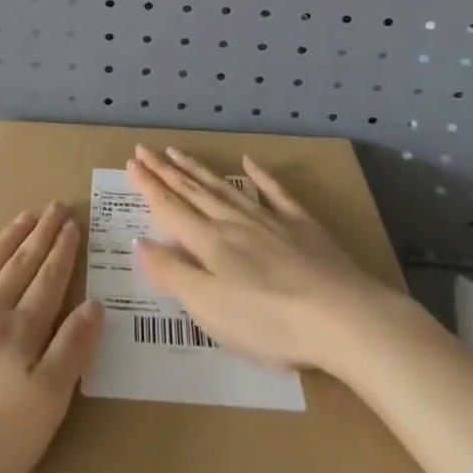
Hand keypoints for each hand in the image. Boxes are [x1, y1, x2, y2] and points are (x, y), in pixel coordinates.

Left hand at [0, 203, 103, 472]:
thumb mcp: (44, 407)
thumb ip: (71, 352)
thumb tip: (95, 305)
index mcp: (19, 331)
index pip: (48, 282)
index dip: (62, 253)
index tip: (72, 224)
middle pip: (19, 265)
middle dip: (40, 235)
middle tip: (55, 205)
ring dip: (5, 241)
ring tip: (22, 216)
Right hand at [126, 145, 403, 372]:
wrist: (342, 317)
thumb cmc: (269, 322)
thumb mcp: (210, 308)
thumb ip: (173, 274)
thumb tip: (140, 242)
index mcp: (209, 243)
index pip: (170, 209)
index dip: (148, 186)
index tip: (130, 163)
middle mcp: (233, 223)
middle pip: (192, 192)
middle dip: (165, 171)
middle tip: (144, 149)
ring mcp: (268, 220)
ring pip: (224, 188)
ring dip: (197, 170)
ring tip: (177, 152)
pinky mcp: (301, 226)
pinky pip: (275, 193)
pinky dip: (260, 176)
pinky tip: (249, 162)